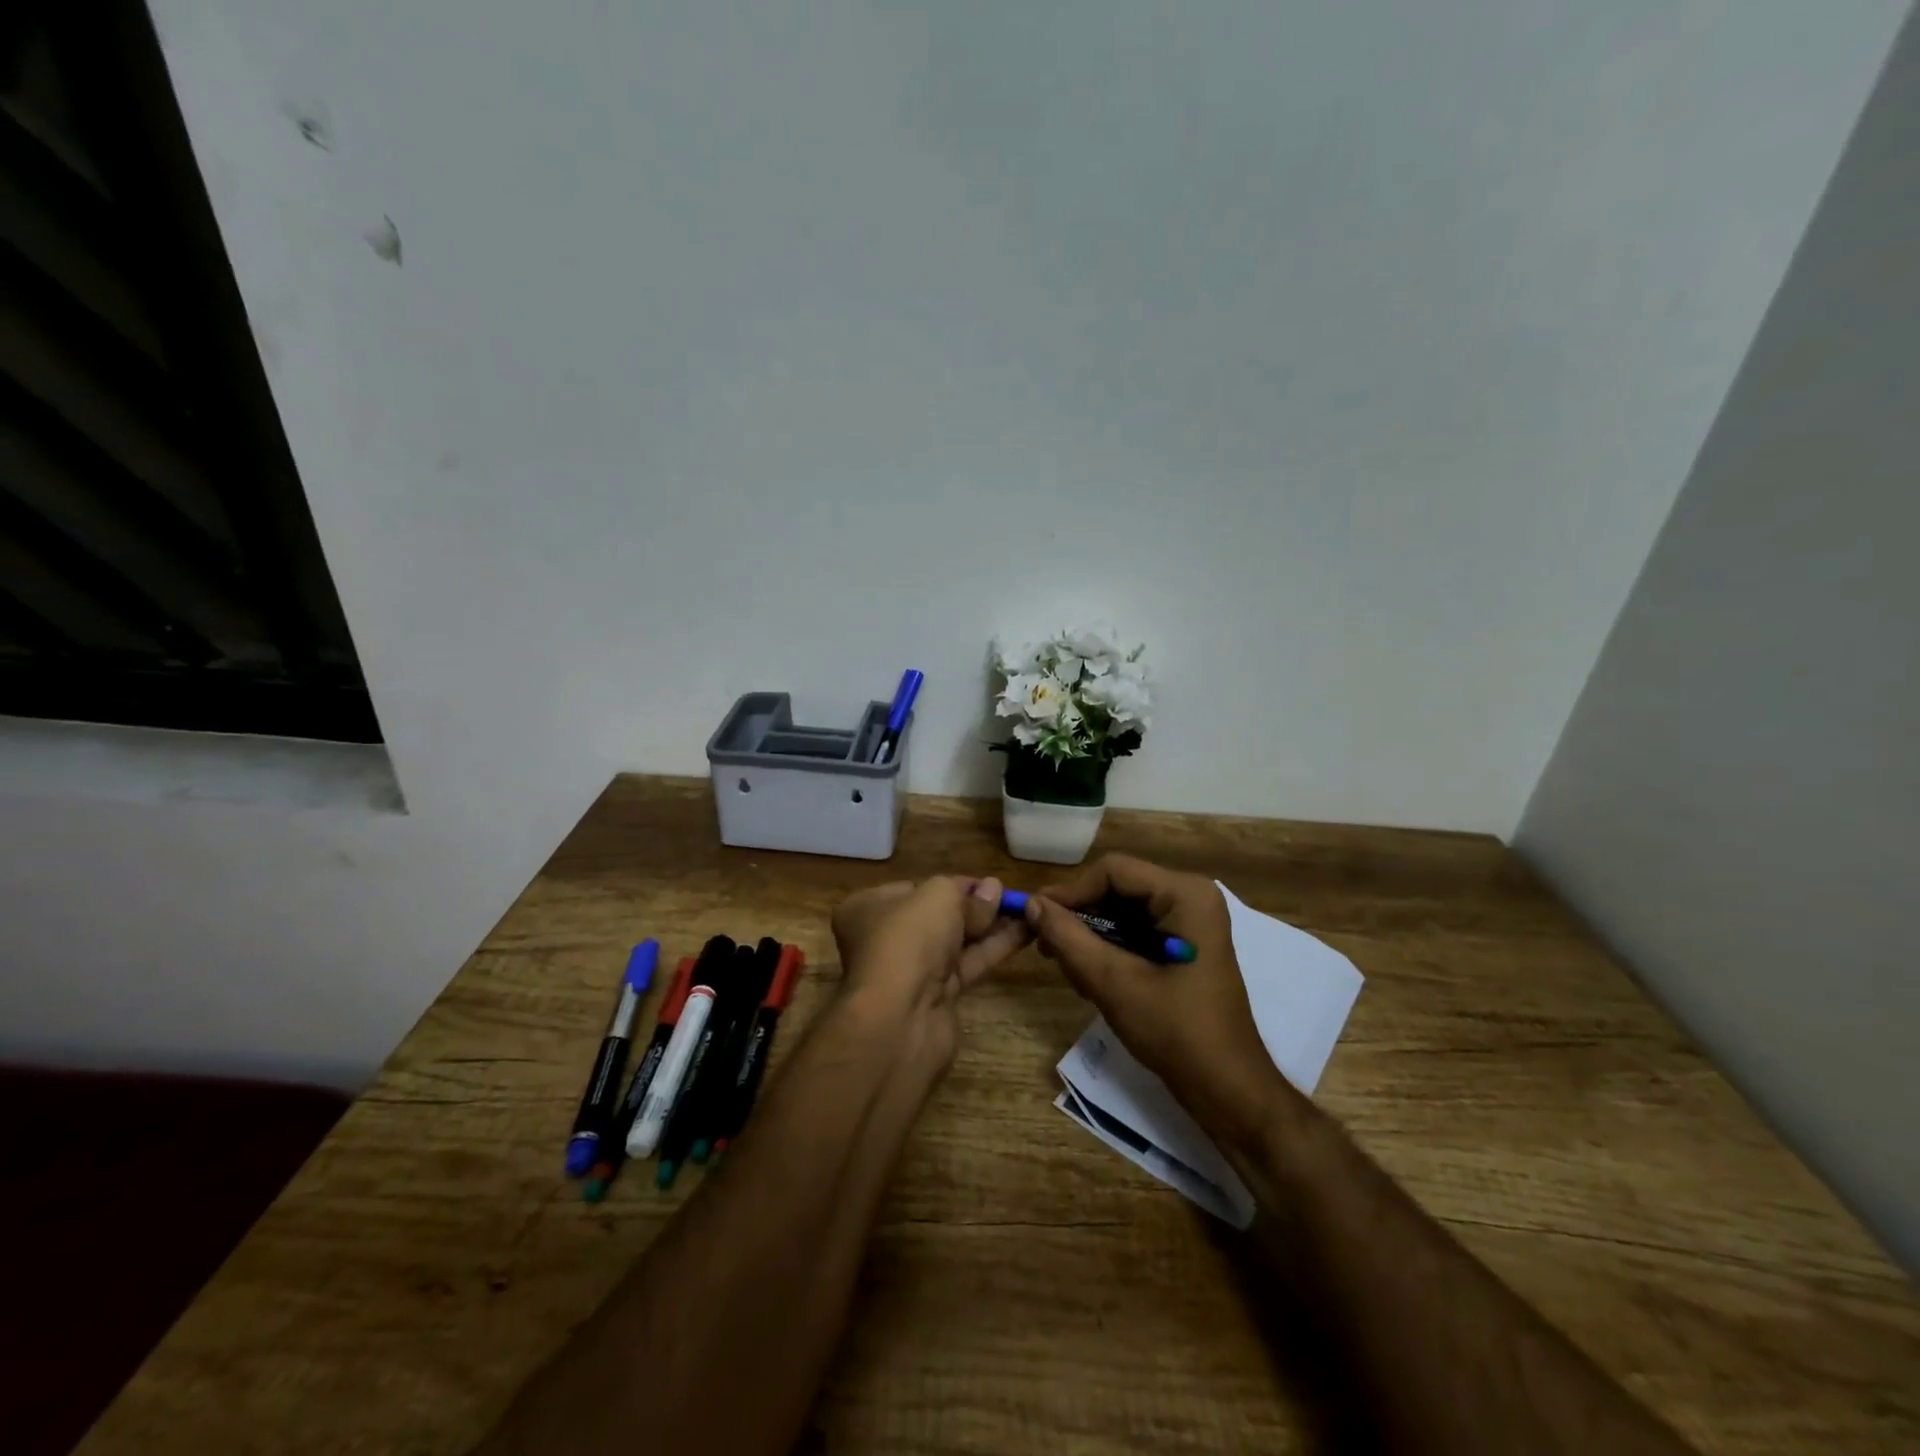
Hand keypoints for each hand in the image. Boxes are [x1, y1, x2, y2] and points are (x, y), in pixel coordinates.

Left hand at [831, 876, 1029, 1067]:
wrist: (900, 1019)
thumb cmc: (908, 940)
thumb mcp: (938, 897)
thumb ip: (968, 893)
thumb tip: (992, 890)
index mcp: (868, 908)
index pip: (916, 888)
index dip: (954, 884)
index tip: (988, 882)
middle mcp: (884, 938)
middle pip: (937, 916)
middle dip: (975, 906)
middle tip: (1011, 897)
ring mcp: (910, 971)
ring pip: (955, 941)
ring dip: (990, 926)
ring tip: (1026, 911)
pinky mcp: (935, 997)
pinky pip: (967, 965)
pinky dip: (993, 949)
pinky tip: (1023, 934)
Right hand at [1025, 854, 1291, 1149]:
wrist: (1226, 1089)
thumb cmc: (1176, 1032)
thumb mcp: (1114, 983)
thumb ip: (1069, 938)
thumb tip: (1031, 904)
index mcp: (1185, 894)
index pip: (1113, 871)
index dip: (1070, 891)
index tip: (1034, 918)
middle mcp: (1190, 896)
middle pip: (1117, 889)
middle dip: (1080, 918)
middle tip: (1046, 949)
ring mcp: (1189, 920)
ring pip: (1121, 911)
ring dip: (1091, 937)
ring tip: (1070, 971)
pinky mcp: (1182, 944)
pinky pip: (1134, 930)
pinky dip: (1109, 950)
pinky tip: (1091, 980)